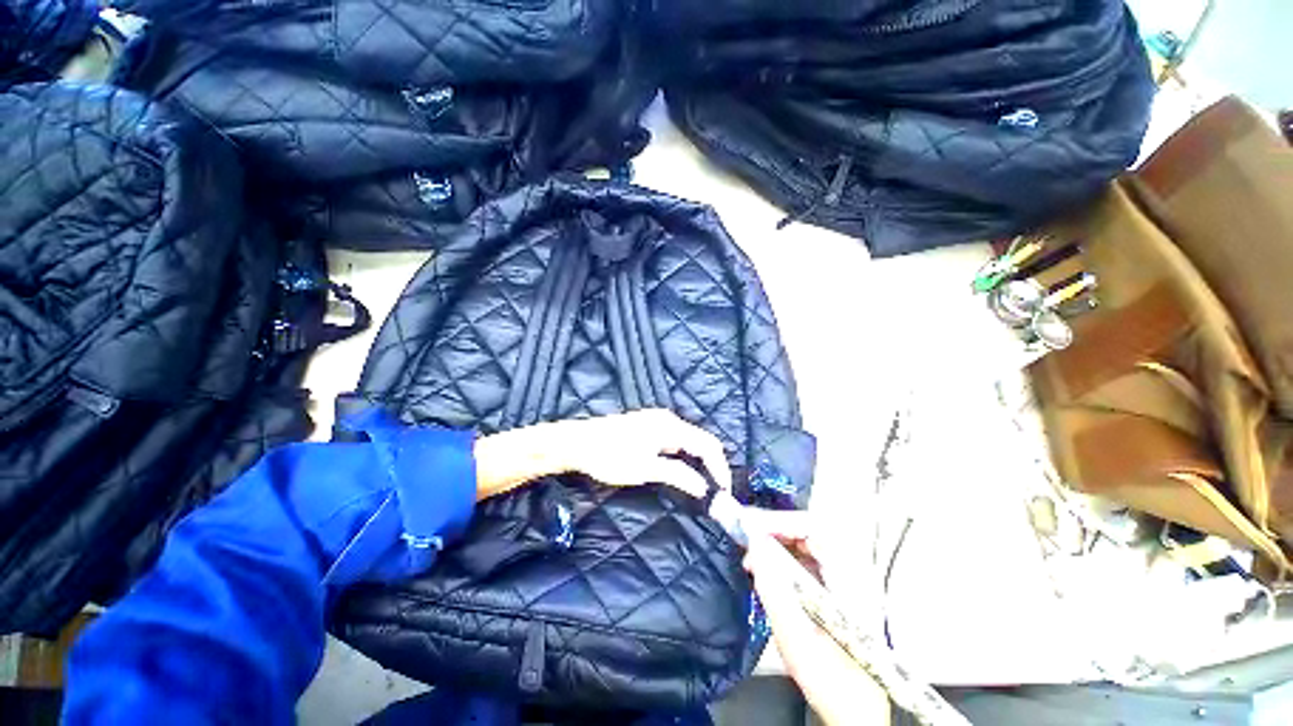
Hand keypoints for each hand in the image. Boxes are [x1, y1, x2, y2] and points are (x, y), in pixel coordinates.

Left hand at [473, 409, 730, 500]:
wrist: (578, 442)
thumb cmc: (610, 455)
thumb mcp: (646, 469)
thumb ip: (678, 475)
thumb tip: (704, 488)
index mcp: (671, 425)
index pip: (708, 445)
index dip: (720, 468)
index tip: (724, 493)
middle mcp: (668, 419)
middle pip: (701, 440)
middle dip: (711, 465)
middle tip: (715, 491)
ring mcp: (658, 421)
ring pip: (688, 441)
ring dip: (698, 461)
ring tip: (702, 485)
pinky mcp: (649, 427)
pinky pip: (676, 441)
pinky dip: (684, 456)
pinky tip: (682, 471)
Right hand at [743, 511, 891, 725]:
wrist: (858, 714)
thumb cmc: (832, 683)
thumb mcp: (798, 641)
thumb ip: (775, 590)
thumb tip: (754, 546)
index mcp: (852, 582)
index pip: (815, 529)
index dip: (780, 522)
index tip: (751, 529)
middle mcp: (854, 572)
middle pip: (810, 531)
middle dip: (773, 529)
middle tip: (745, 539)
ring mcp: (847, 579)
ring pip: (806, 542)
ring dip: (776, 542)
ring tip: (751, 555)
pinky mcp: (836, 587)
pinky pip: (806, 557)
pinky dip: (782, 556)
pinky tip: (765, 568)